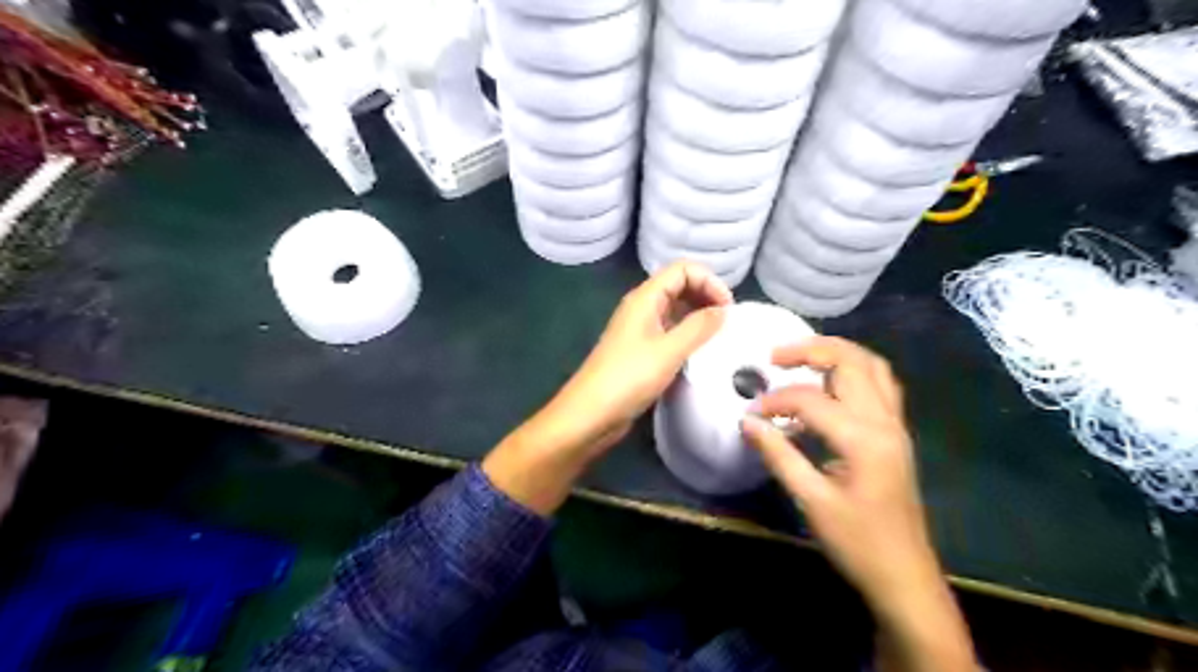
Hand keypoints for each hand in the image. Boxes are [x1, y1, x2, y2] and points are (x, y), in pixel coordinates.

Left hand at [549, 261, 734, 448]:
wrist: (590, 414)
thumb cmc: (628, 378)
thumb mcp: (669, 351)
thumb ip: (699, 327)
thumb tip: (723, 310)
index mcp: (645, 298)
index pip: (683, 269)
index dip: (709, 281)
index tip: (728, 309)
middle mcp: (642, 308)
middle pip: (680, 287)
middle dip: (706, 297)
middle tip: (728, 323)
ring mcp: (641, 330)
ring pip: (676, 311)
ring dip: (699, 318)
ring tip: (720, 338)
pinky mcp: (641, 351)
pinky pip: (670, 333)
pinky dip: (688, 336)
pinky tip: (702, 354)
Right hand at [740, 337, 971, 671]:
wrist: (905, 576)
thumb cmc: (857, 542)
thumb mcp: (811, 501)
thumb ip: (779, 455)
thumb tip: (747, 422)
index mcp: (864, 439)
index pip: (812, 400)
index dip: (775, 401)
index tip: (751, 415)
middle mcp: (885, 422)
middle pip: (852, 362)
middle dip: (812, 350)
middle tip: (775, 357)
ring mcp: (896, 426)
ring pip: (872, 367)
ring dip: (837, 354)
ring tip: (801, 357)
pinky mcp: (896, 434)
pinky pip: (879, 385)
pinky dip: (852, 372)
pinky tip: (829, 384)